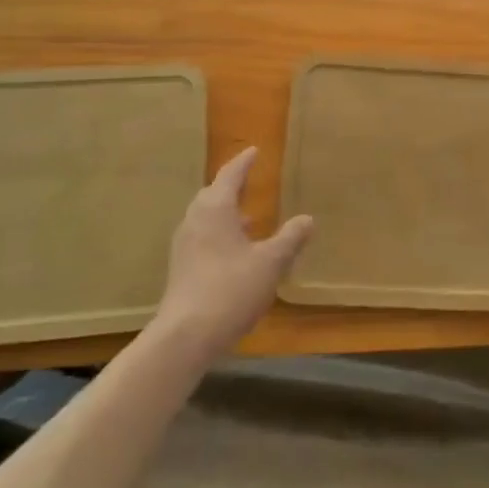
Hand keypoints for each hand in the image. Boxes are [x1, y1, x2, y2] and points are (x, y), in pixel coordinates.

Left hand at [154, 147, 312, 358]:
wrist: (186, 336)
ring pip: (206, 218)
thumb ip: (290, 239)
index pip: (230, 175)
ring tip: (248, 219)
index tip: (254, 151)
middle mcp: (195, 221)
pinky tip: (236, 252)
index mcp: (215, 209)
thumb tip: (307, 219)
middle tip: (248, 181)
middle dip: (231, 187)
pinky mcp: (181, 269)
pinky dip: (220, 234)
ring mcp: (184, 246)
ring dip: (226, 213)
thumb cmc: (231, 289)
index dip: (243, 162)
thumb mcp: (271, 262)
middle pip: (212, 195)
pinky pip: (202, 238)